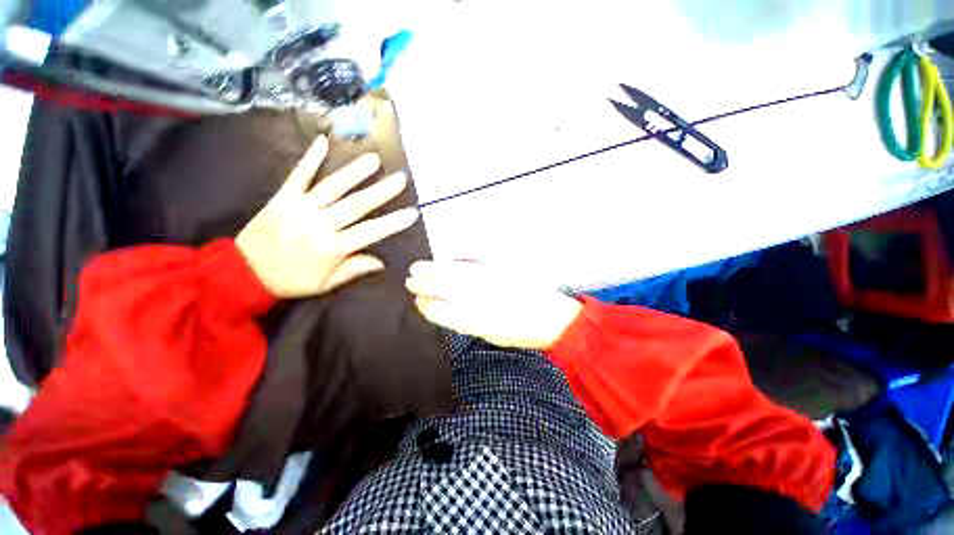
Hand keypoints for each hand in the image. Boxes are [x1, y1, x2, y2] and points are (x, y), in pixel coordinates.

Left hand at [236, 136, 418, 298]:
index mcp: (331, 248)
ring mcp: (299, 207)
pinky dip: (310, 157)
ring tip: (374, 159)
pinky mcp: (282, 197)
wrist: (242, 272)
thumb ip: (353, 270)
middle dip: (381, 191)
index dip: (393, 223)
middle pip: (356, 205)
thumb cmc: (289, 281)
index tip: (412, 213)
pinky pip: (298, 175)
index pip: (370, 232)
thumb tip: (381, 262)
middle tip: (400, 179)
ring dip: (355, 172)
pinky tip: (323, 141)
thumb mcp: (325, 284)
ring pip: (332, 186)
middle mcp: (318, 224)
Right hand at [405, 260, 582, 349]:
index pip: (446, 312)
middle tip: (409, 281)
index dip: (429, 306)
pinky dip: (458, 257)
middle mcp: (486, 300)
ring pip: (457, 273)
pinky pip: (476, 260)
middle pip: (448, 289)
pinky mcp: (504, 269)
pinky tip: (447, 257)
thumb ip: (467, 322)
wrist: (554, 318)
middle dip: (426, 284)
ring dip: (435, 269)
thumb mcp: (492, 336)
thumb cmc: (522, 332)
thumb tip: (445, 308)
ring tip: (417, 267)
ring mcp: (494, 282)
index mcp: (482, 322)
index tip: (417, 301)